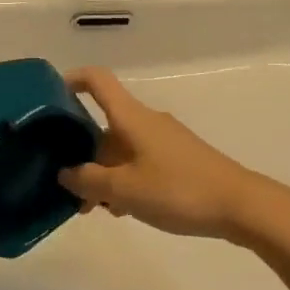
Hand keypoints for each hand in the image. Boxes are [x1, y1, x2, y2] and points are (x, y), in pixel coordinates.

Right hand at [59, 67, 281, 241]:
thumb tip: (64, 173)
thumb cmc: (177, 190)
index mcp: (130, 117)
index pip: (96, 80)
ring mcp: (164, 139)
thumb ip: (88, 181)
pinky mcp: (178, 159)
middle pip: (104, 124)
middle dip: (81, 151)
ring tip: (93, 208)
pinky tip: (123, 210)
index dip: (71, 80)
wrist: (240, 205)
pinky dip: (124, 179)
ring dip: (102, 172)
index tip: (49, 98)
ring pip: (120, 148)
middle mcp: (145, 121)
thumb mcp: (124, 189)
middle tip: (65, 185)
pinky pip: (139, 161)